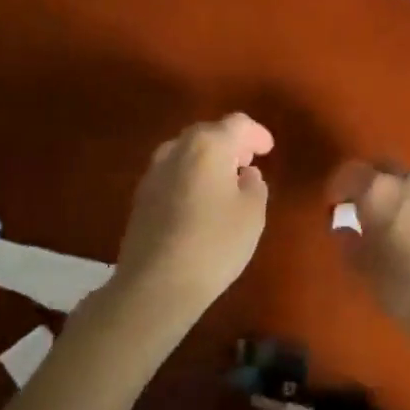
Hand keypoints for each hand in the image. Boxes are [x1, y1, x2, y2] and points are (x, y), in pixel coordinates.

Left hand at [116, 114, 272, 314]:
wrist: (156, 285)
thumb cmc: (214, 243)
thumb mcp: (252, 214)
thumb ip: (255, 186)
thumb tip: (245, 175)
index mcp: (208, 146)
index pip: (237, 124)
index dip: (257, 134)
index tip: (268, 150)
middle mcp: (176, 150)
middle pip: (208, 133)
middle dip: (230, 143)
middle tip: (248, 162)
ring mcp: (153, 173)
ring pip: (186, 152)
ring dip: (208, 160)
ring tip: (225, 181)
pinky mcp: (141, 197)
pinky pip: (173, 174)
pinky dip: (191, 176)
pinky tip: (201, 201)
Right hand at [328, 162, 409, 341]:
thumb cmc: (406, 288)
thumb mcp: (365, 271)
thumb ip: (349, 244)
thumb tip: (343, 228)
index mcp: (379, 191)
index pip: (350, 173)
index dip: (337, 187)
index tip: (332, 205)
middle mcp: (409, 181)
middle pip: (382, 168)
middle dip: (368, 182)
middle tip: (360, 207)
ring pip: (408, 182)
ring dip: (395, 194)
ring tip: (390, 223)